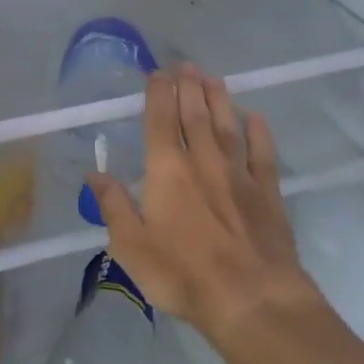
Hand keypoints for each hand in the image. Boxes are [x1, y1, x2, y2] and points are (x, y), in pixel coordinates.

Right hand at [86, 64, 318, 346]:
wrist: (251, 298)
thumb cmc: (182, 274)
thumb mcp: (132, 246)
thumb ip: (114, 205)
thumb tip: (95, 172)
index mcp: (168, 170)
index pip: (160, 121)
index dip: (158, 94)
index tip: (158, 73)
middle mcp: (203, 161)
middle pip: (195, 115)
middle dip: (188, 87)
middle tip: (186, 65)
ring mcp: (239, 174)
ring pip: (227, 125)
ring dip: (219, 99)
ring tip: (212, 78)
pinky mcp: (268, 192)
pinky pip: (262, 153)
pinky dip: (258, 132)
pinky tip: (256, 117)